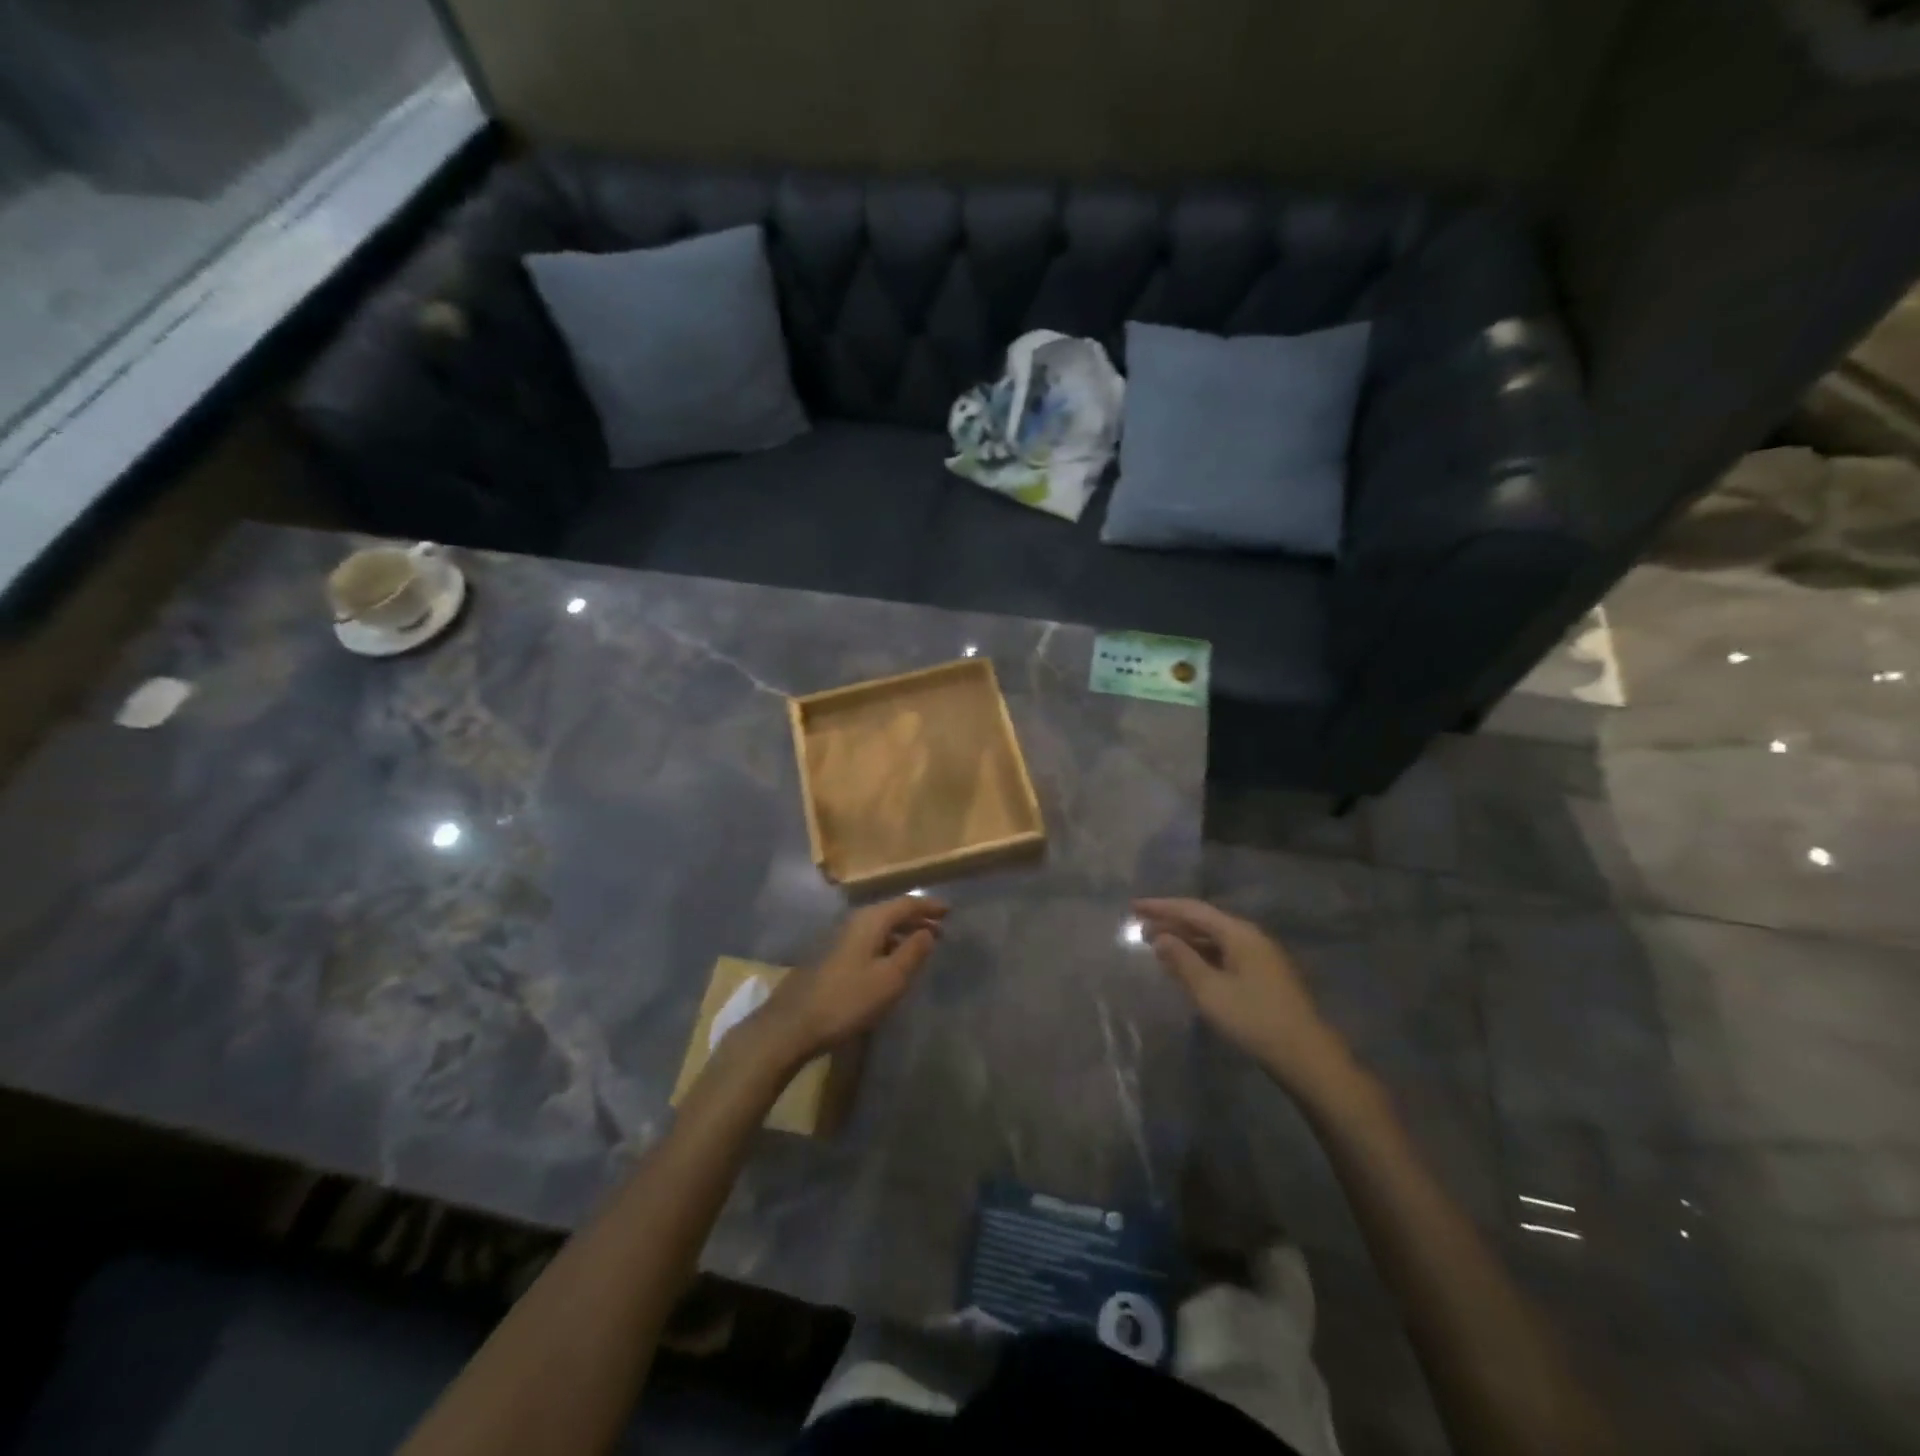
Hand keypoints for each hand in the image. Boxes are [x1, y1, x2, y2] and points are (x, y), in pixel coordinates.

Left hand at [756, 897, 947, 1062]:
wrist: (793, 1024)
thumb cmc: (848, 999)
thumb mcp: (890, 978)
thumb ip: (913, 951)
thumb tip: (928, 931)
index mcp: (870, 920)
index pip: (906, 903)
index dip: (929, 907)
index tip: (950, 911)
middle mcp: (854, 921)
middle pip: (891, 912)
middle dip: (916, 918)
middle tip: (940, 928)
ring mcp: (840, 938)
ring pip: (879, 927)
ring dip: (901, 932)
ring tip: (921, 945)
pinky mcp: (831, 956)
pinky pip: (868, 940)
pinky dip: (887, 944)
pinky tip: (891, 962)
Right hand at [1134, 898, 1351, 1095]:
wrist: (1306, 1056)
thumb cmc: (1254, 1019)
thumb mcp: (1210, 991)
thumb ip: (1182, 960)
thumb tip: (1160, 937)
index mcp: (1239, 933)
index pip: (1193, 909)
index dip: (1161, 907)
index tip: (1134, 906)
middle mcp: (1251, 937)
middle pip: (1205, 921)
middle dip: (1172, 923)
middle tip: (1140, 928)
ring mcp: (1261, 957)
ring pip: (1215, 939)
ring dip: (1186, 940)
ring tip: (1158, 947)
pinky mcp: (1264, 977)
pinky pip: (1225, 954)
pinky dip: (1201, 955)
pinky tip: (1188, 967)